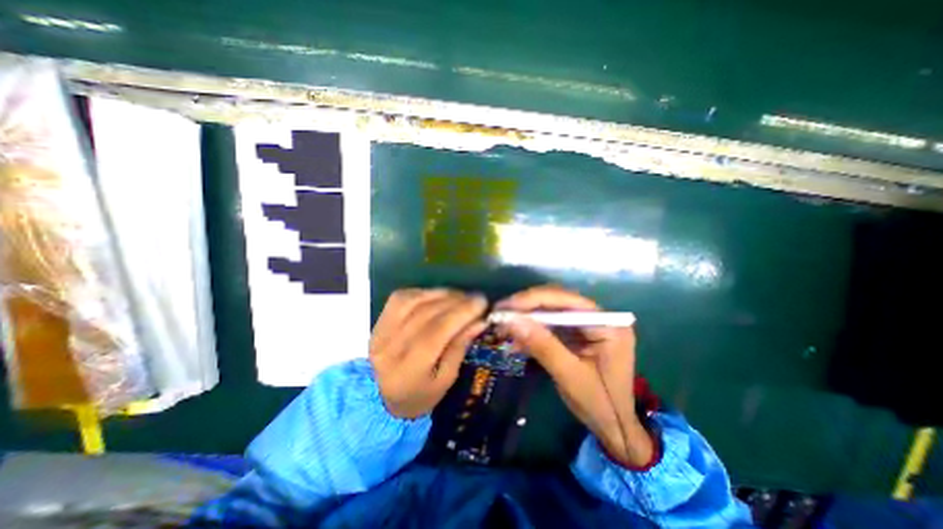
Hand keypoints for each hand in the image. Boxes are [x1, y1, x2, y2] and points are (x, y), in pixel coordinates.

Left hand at [367, 288, 484, 418]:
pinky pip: (403, 297)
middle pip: (425, 314)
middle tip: (476, 298)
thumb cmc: (421, 393)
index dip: (460, 314)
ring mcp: (380, 331)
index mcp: (406, 371)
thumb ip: (460, 347)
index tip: (482, 303)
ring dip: (442, 294)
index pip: (435, 333)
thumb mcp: (446, 380)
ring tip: (461, 297)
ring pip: (413, 301)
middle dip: (456, 301)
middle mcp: (389, 348)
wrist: (386, 395)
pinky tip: (439, 296)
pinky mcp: (379, 320)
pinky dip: (425, 292)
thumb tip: (479, 320)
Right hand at [496, 285, 652, 466]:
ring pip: (551, 311)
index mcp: (607, 324)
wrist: (615, 427)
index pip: (567, 300)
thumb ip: (542, 345)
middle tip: (500, 313)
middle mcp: (598, 318)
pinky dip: (532, 330)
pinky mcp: (576, 334)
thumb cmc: (599, 404)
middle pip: (558, 301)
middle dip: (527, 307)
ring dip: (526, 318)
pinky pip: (551, 325)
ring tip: (502, 325)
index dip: (534, 299)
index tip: (506, 306)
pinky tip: (515, 339)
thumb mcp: (569, 375)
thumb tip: (512, 321)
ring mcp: (587, 325)